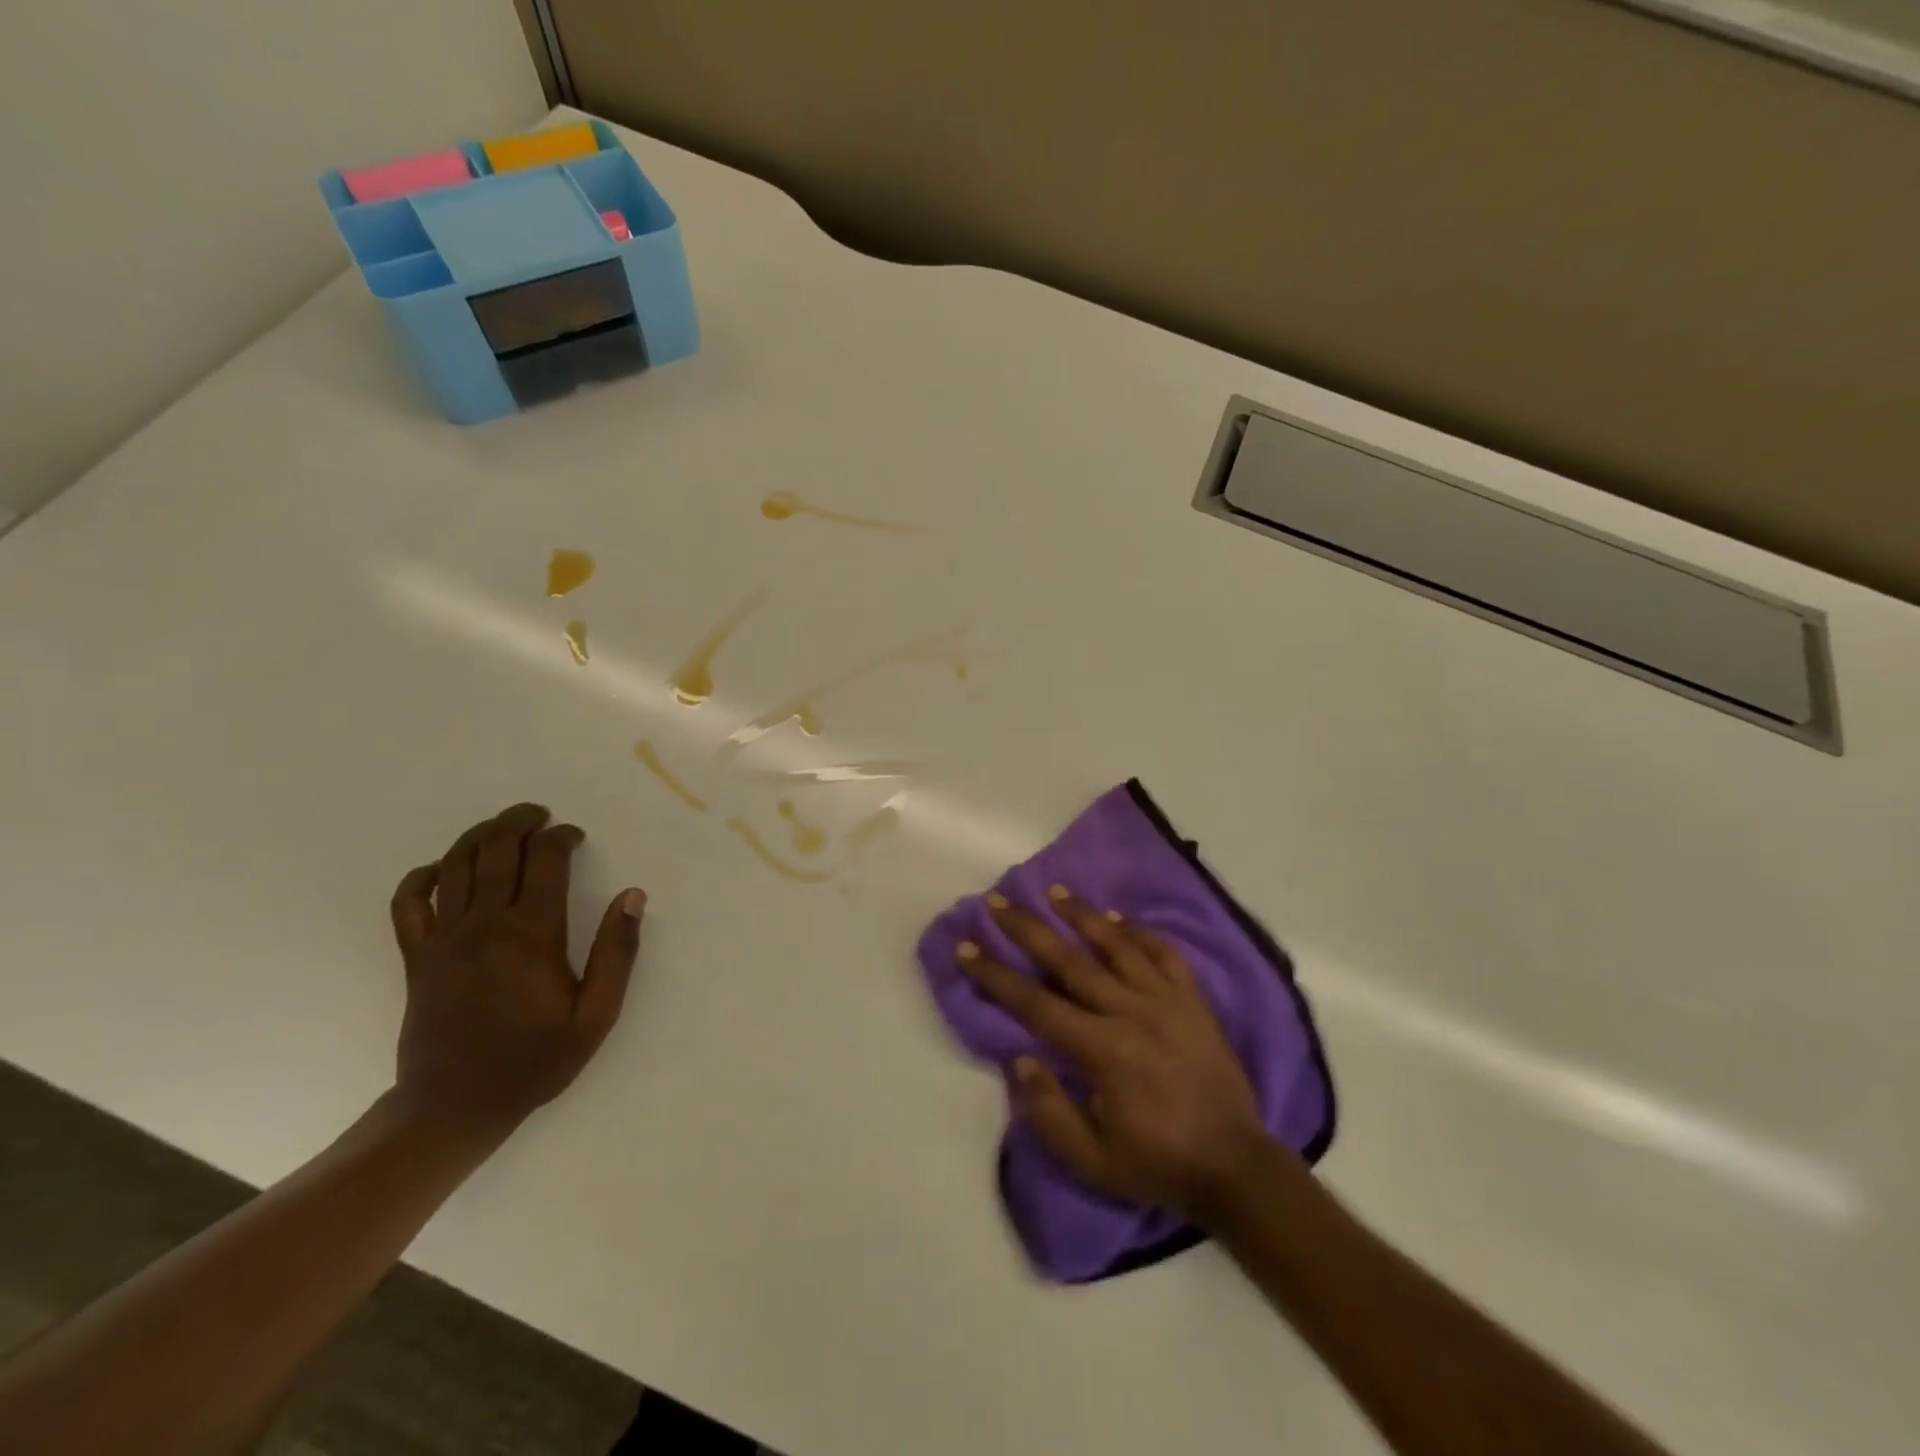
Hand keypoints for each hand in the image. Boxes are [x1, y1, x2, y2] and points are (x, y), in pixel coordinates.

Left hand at [388, 803, 644, 1131]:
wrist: (454, 1107)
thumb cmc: (534, 1060)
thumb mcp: (597, 1014)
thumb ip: (617, 952)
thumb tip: (632, 896)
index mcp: (532, 934)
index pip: (545, 859)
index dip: (562, 837)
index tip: (576, 837)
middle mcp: (484, 924)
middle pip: (496, 849)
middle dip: (520, 821)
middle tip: (540, 815)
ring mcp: (443, 938)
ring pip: (454, 864)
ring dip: (479, 835)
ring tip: (502, 828)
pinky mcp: (416, 957)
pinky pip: (408, 902)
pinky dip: (422, 876)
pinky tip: (440, 869)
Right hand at [957, 886, 1278, 1226]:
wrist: (1236, 1167)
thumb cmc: (1157, 1164)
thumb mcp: (1093, 1162)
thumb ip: (1049, 1112)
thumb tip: (1020, 1058)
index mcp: (1103, 1051)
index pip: (1036, 1004)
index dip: (996, 975)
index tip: (966, 948)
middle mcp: (1132, 1012)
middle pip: (1069, 961)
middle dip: (1028, 929)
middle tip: (998, 901)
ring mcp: (1167, 1001)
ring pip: (1117, 945)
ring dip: (1083, 914)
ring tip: (1055, 889)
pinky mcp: (1195, 1001)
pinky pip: (1165, 954)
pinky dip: (1140, 932)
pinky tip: (1119, 917)